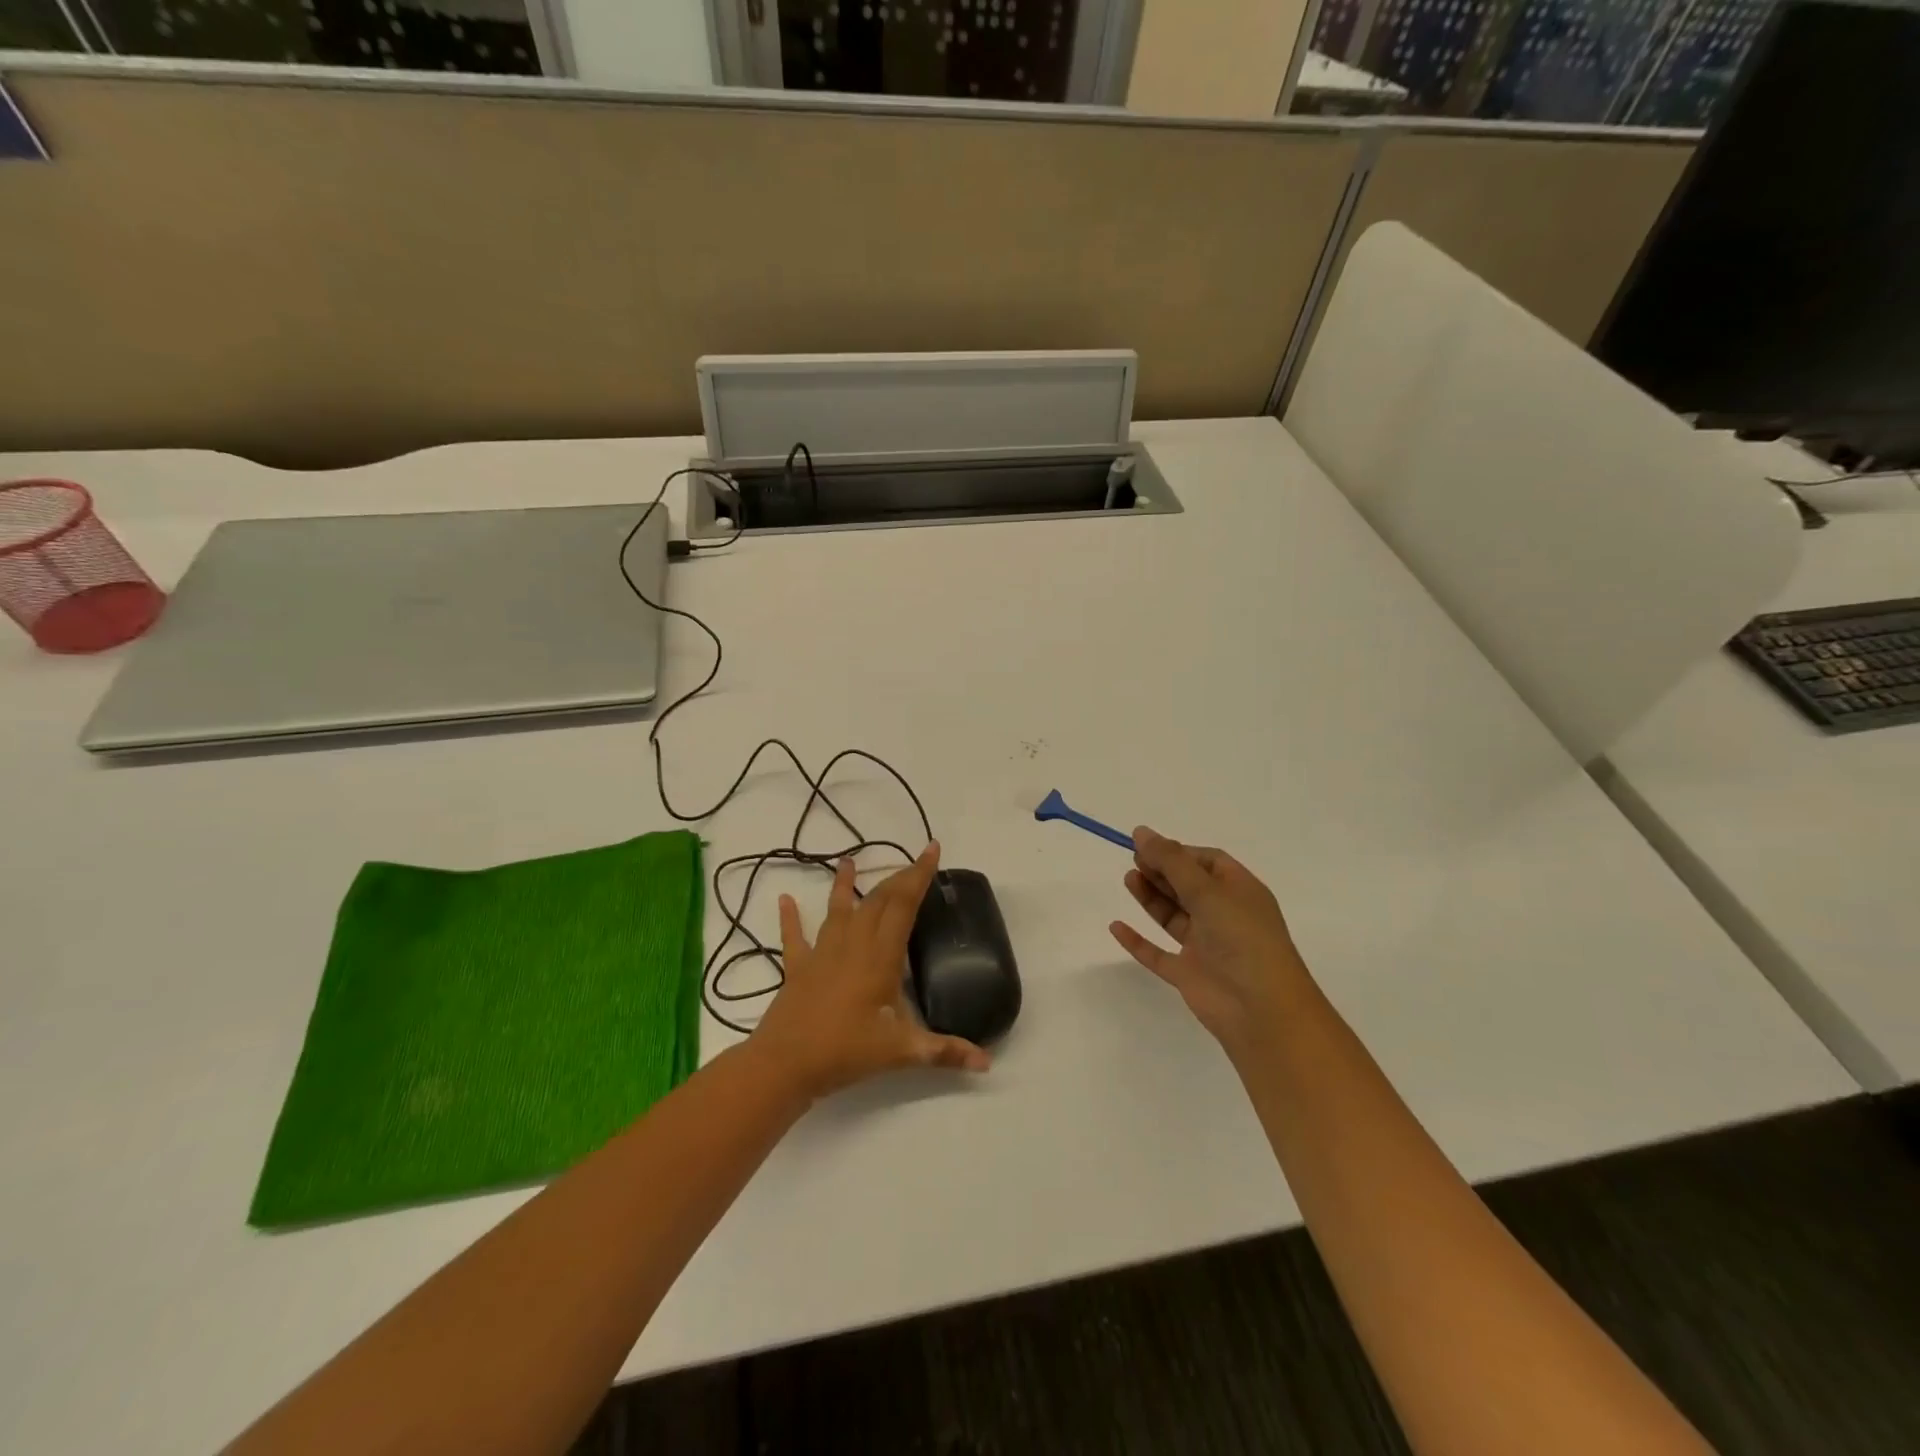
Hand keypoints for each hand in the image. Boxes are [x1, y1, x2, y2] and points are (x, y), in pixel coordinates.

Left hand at [752, 842, 990, 1099]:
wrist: (785, 1065)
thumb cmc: (845, 1052)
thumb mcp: (901, 1052)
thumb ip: (944, 1051)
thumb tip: (985, 1063)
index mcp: (880, 957)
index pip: (903, 905)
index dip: (919, 875)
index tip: (931, 849)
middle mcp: (852, 945)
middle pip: (877, 901)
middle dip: (897, 878)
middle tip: (913, 863)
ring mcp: (822, 954)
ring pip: (837, 910)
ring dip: (845, 885)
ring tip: (849, 860)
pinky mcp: (798, 969)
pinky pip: (794, 937)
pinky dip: (790, 919)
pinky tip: (784, 900)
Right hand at [1109, 827, 1313, 1056]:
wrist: (1262, 1011)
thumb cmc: (1242, 939)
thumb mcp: (1207, 891)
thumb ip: (1171, 861)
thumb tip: (1141, 831)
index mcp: (1240, 892)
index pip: (1208, 862)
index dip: (1179, 852)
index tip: (1148, 847)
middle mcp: (1224, 916)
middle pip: (1188, 886)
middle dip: (1162, 871)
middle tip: (1134, 860)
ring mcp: (1207, 947)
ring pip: (1174, 916)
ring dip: (1151, 898)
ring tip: (1128, 880)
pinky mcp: (1189, 974)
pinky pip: (1158, 954)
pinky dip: (1138, 941)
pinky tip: (1116, 926)